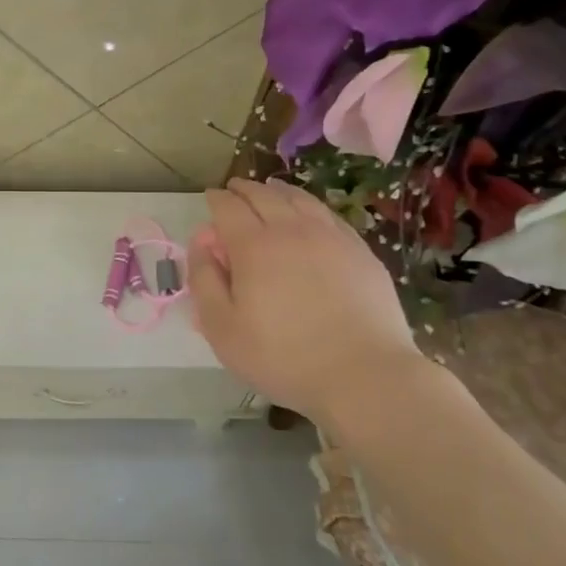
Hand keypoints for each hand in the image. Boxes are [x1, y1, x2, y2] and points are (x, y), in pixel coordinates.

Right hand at [188, 178, 416, 418]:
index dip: (215, 199)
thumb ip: (204, 280)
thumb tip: (202, 242)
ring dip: (278, 191)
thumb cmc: (283, 356)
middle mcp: (291, 229)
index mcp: (253, 245)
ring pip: (299, 199)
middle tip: (234, 190)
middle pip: (263, 195)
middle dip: (243, 189)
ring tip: (270, 191)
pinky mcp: (360, 251)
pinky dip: (310, 206)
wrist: (364, 376)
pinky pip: (329, 215)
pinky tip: (310, 214)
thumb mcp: (222, 328)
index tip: (210, 199)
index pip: (228, 207)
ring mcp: (331, 237)